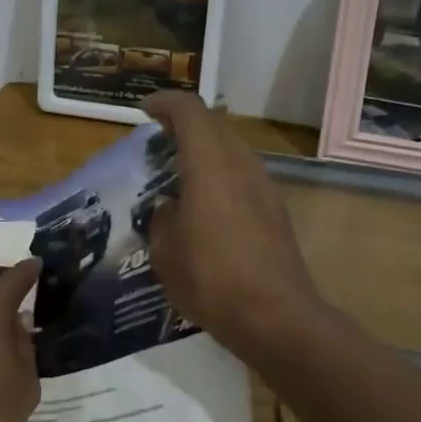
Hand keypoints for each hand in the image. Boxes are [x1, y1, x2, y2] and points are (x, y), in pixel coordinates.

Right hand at [141, 91, 324, 366]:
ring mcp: (264, 187)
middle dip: (184, 124)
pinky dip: (220, 174)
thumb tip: (170, 207)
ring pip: (232, 149)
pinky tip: (205, 206)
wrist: (277, 318)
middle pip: (214, 124)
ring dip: (205, 150)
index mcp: (209, 164)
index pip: (189, 110)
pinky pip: (243, 175)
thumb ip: (162, 218)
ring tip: (179, 174)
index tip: (144, 111)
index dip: (164, 103)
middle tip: (158, 141)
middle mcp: (240, 165)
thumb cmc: (211, 279)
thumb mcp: (165, 251)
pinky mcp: (276, 211)